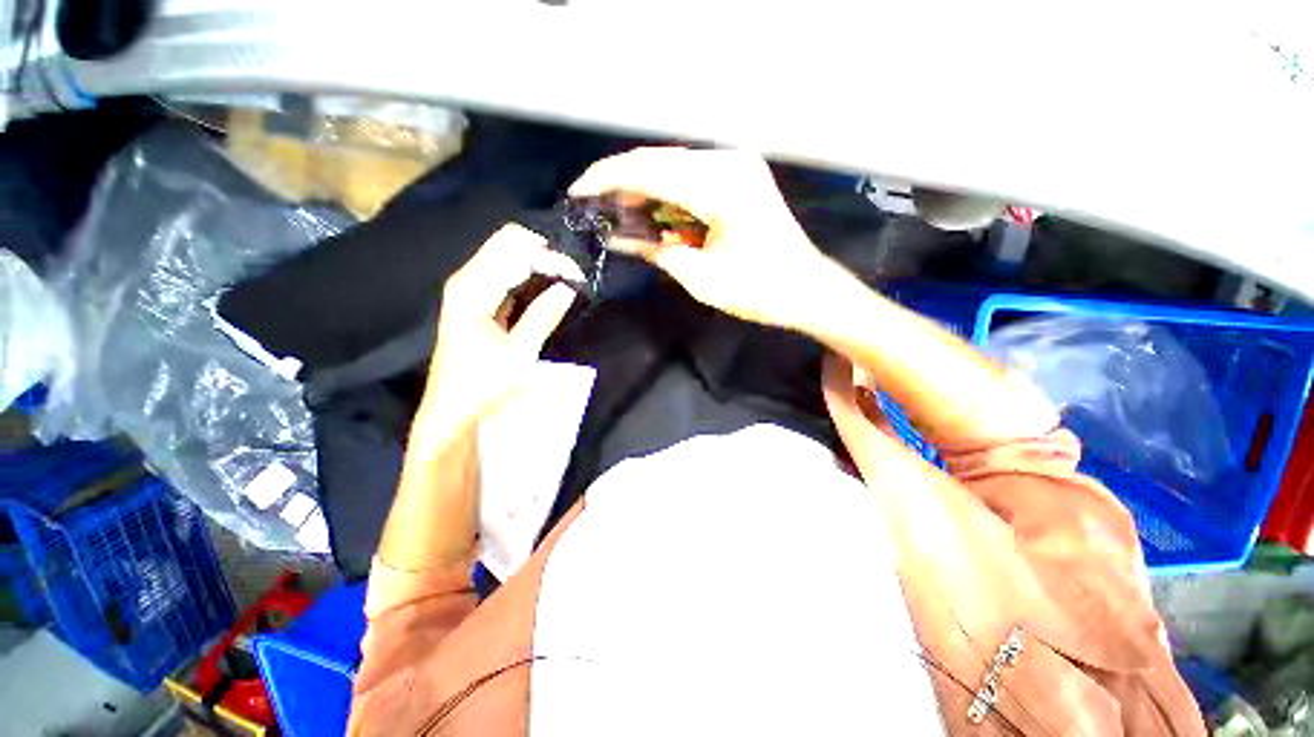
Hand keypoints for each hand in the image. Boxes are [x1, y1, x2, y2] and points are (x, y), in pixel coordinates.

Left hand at [414, 223, 582, 446]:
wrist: (453, 410)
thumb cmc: (484, 385)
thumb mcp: (520, 353)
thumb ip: (544, 315)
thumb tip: (569, 287)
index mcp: (472, 289)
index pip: (515, 250)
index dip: (550, 257)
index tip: (579, 277)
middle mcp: (466, 280)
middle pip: (508, 243)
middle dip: (545, 253)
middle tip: (575, 276)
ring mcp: (469, 288)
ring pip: (506, 255)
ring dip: (538, 262)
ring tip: (568, 280)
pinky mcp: (476, 300)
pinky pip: (505, 273)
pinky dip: (528, 275)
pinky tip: (548, 288)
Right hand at [569, 147, 833, 328]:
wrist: (807, 290)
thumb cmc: (759, 292)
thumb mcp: (700, 278)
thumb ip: (656, 250)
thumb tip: (616, 236)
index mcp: (722, 188)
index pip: (651, 171)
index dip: (609, 179)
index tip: (578, 192)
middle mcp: (730, 164)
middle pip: (660, 162)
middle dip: (622, 183)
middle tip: (593, 205)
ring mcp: (737, 167)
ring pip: (674, 167)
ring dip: (643, 189)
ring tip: (616, 212)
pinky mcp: (740, 178)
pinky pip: (691, 177)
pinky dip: (666, 194)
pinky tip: (649, 211)